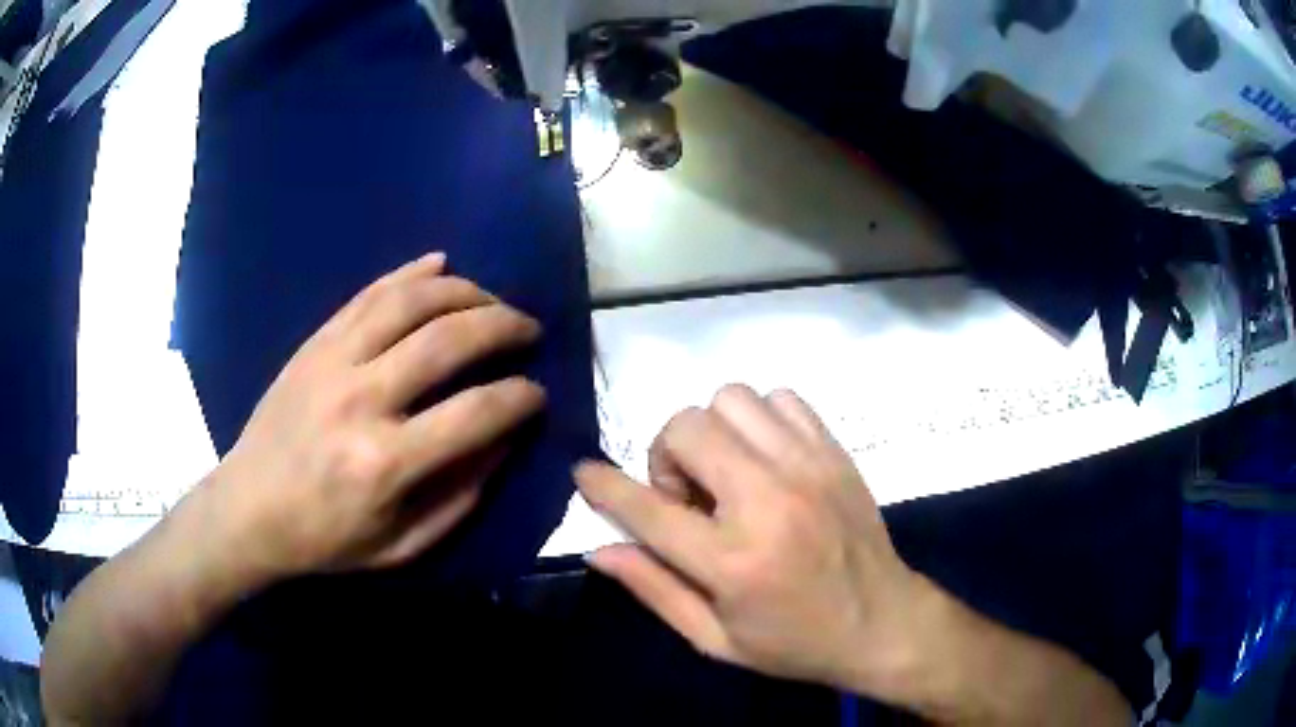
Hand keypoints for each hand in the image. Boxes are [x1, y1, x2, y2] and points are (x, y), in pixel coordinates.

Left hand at [209, 251, 544, 580]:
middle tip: (529, 330)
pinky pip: (369, 293)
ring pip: (410, 301)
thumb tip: (505, 440)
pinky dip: (411, 272)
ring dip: (464, 291)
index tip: (538, 392)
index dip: (521, 397)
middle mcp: (361, 399)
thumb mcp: (402, 544)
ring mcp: (333, 361)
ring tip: (493, 299)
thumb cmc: (326, 538)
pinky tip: (441, 263)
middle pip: (447, 340)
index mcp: (385, 463)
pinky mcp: (315, 343)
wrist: (249, 508)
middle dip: (503, 325)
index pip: (475, 413)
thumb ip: (460, 495)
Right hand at [576, 385, 934, 693]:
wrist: (883, 623)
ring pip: (732, 399)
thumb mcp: (715, 639)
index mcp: (733, 561)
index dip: (604, 486)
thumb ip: (654, 590)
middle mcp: (768, 501)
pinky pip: (782, 399)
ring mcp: (808, 467)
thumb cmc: (795, 643)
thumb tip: (599, 551)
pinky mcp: (835, 452)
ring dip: (713, 432)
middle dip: (667, 457)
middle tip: (688, 496)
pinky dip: (760, 420)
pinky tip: (766, 459)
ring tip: (727, 474)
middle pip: (687, 428)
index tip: (585, 472)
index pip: (647, 508)